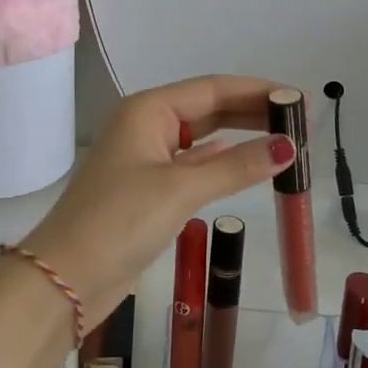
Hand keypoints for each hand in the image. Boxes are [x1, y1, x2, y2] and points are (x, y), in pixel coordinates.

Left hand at [17, 75, 295, 323]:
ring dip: (242, 138)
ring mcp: (147, 158)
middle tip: (302, 122)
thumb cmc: (119, 221)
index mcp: (149, 109)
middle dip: (254, 113)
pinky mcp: (150, 189)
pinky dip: (223, 163)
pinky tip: (248, 163)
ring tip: (286, 141)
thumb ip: (236, 166)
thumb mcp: (181, 189)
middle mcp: (148, 125)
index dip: (259, 91)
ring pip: (204, 138)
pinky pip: (195, 165)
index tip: (300, 99)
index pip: (214, 88)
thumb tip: (289, 146)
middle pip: (210, 108)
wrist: (65, 278)